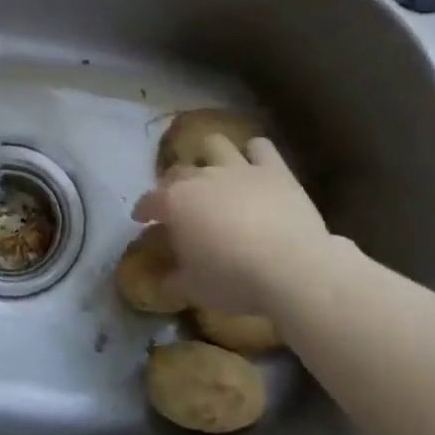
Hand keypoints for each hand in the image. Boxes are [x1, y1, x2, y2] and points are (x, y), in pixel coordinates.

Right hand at [131, 134, 338, 315]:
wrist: (293, 269)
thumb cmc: (234, 280)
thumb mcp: (194, 289)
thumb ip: (173, 279)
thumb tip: (164, 279)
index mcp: (175, 203)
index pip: (149, 200)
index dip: (143, 209)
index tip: (142, 219)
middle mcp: (201, 178)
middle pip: (177, 173)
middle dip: (173, 186)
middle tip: (179, 205)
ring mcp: (238, 169)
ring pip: (215, 145)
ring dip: (209, 155)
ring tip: (213, 173)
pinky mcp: (274, 171)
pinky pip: (261, 148)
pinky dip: (255, 154)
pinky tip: (255, 165)